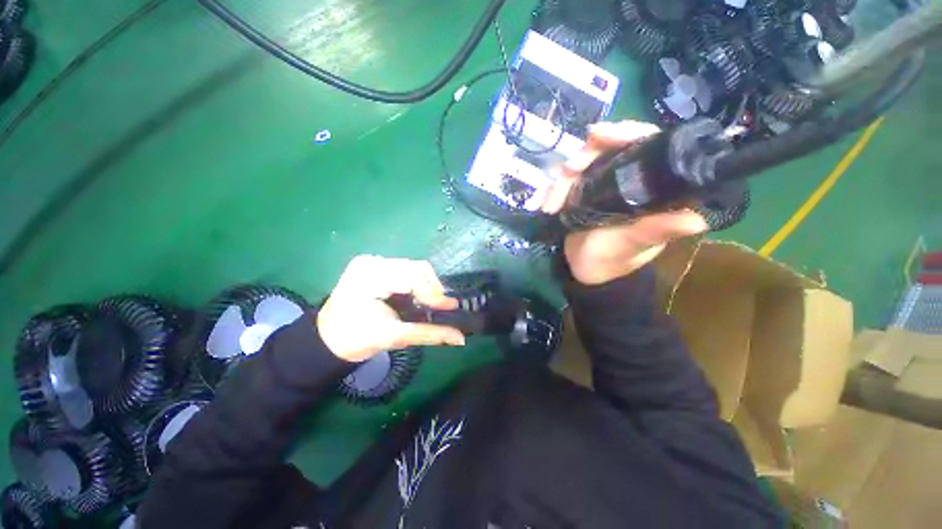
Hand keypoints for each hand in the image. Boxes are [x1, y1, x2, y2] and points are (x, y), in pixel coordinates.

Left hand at [317, 255, 464, 361]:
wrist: (328, 339)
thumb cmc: (356, 340)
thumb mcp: (394, 337)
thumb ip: (429, 334)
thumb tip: (460, 338)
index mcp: (370, 277)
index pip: (413, 277)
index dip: (434, 293)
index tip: (450, 308)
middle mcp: (372, 262)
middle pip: (417, 268)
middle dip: (432, 288)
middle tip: (439, 308)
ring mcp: (372, 261)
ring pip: (414, 267)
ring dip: (425, 285)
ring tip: (428, 304)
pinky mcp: (374, 265)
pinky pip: (405, 269)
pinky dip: (416, 283)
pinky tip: (416, 297)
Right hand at [541, 121, 708, 284]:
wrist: (584, 270)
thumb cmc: (613, 260)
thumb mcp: (632, 245)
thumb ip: (654, 231)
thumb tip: (696, 221)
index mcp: (652, 188)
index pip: (648, 145)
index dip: (627, 133)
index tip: (599, 135)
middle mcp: (629, 179)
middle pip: (609, 149)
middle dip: (585, 156)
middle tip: (567, 170)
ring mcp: (602, 184)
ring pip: (582, 164)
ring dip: (563, 178)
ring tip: (551, 203)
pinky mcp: (582, 192)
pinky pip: (566, 181)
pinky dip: (553, 190)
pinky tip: (545, 204)